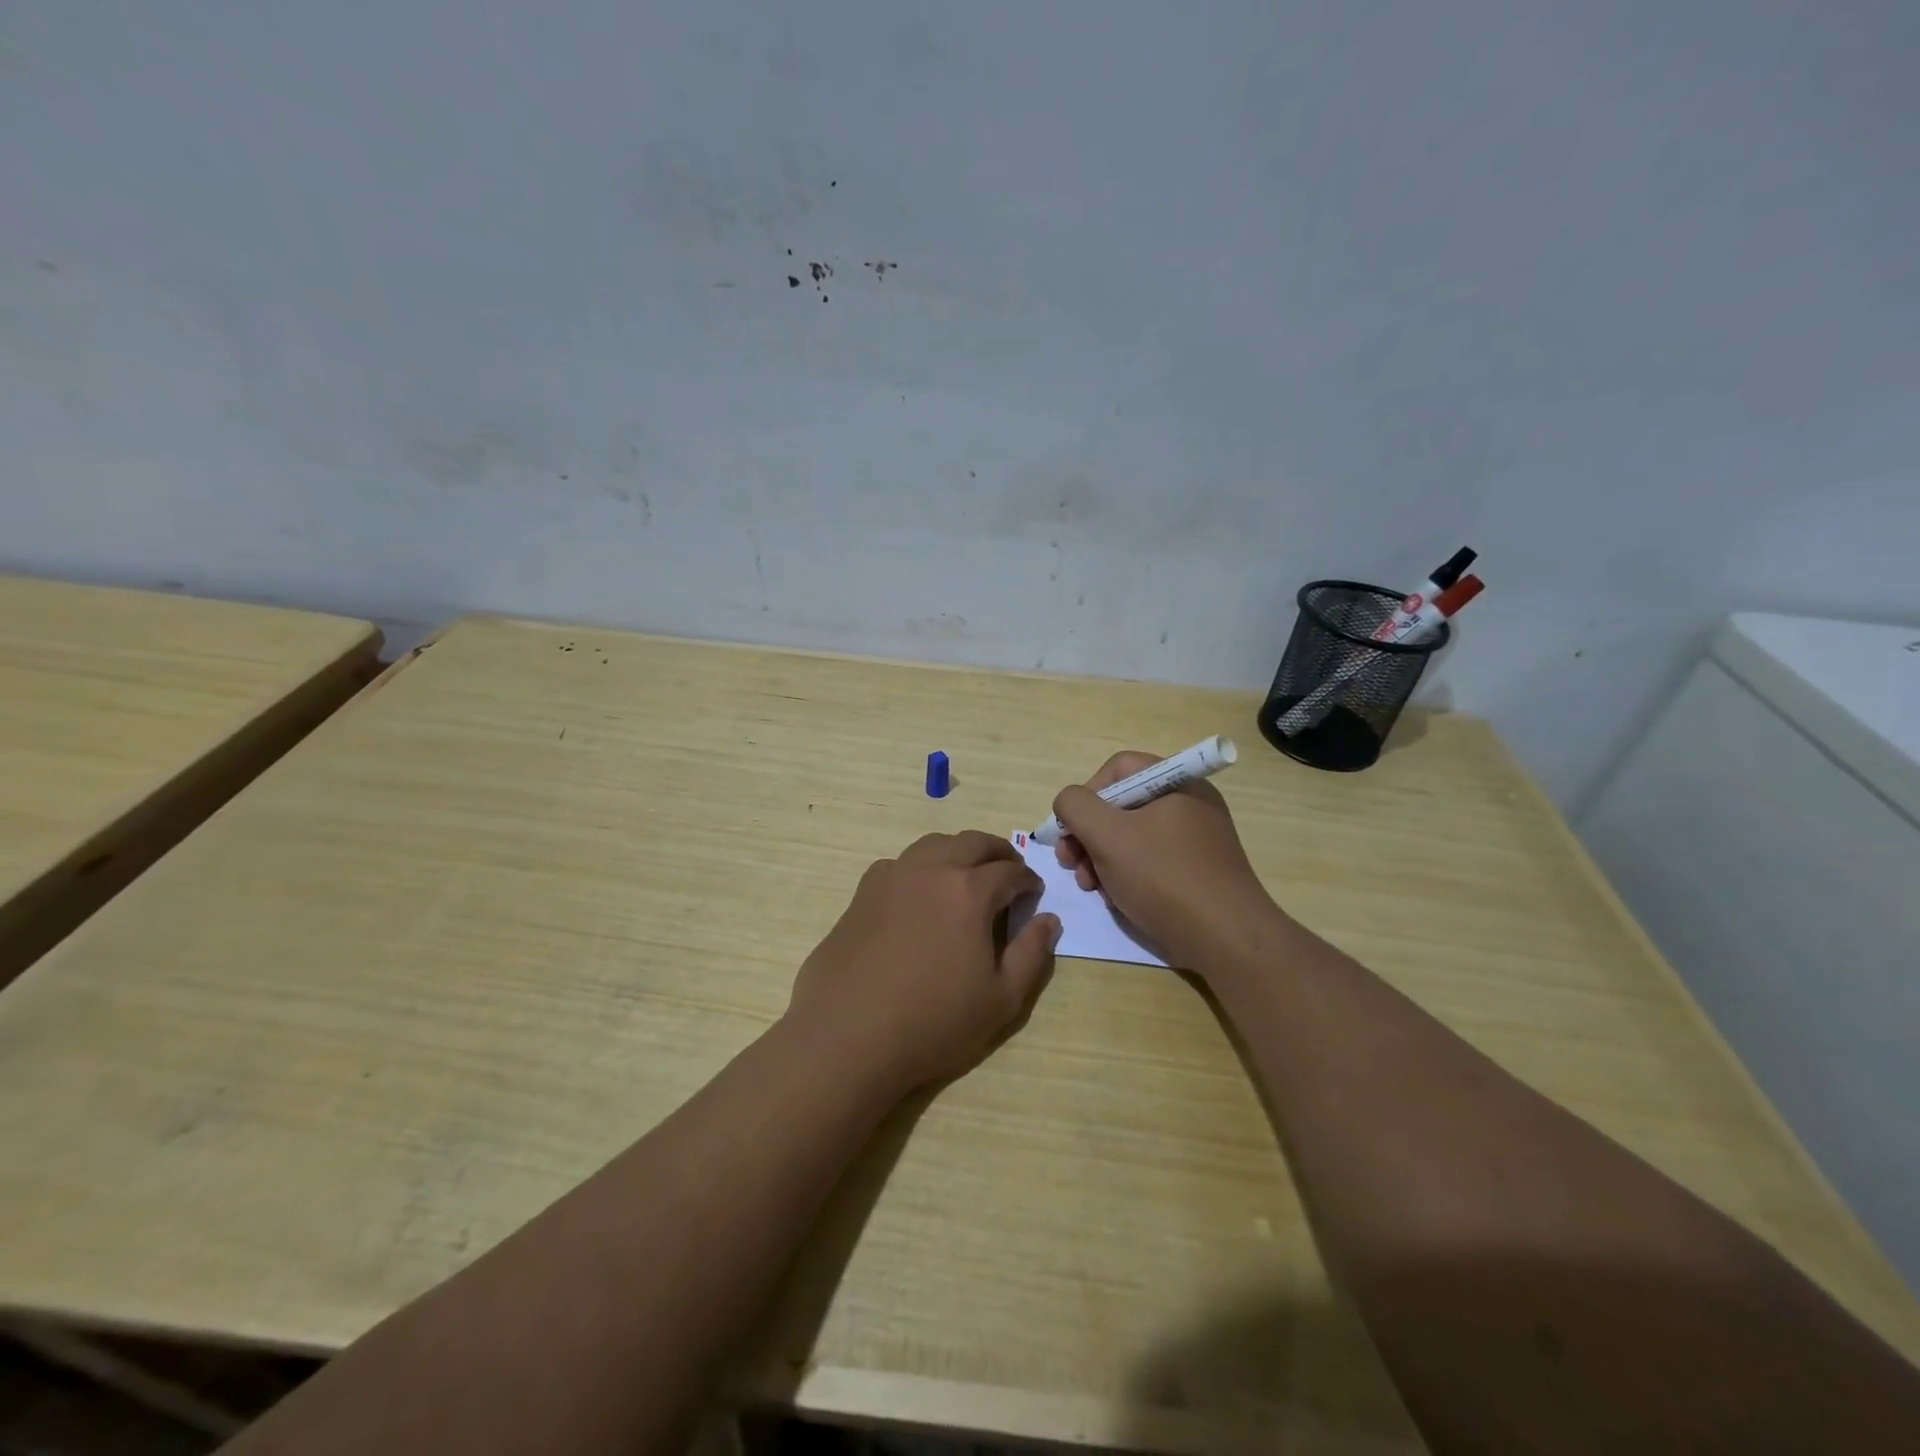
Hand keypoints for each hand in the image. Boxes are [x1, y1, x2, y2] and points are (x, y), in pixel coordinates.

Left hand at [788, 830, 1060, 1094]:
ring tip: (967, 877)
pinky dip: (922, 867)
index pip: (1010, 871)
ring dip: (959, 852)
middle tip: (1008, 873)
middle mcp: (931, 869)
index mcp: (969, 890)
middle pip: (972, 842)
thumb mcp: (1002, 1000)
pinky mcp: (863, 892)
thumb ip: (1032, 954)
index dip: (1028, 880)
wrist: (848, 1036)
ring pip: (934, 844)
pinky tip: (920, 895)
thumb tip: (1048, 919)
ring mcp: (892, 876)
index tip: (1033, 894)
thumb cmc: (933, 1022)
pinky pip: (901, 864)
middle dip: (998, 853)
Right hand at [1052, 751, 1276, 967]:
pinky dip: (1126, 874)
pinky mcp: (1196, 871)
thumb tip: (1069, 803)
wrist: (1225, 940)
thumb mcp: (1107, 835)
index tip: (1071, 829)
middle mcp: (1189, 803)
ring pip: (1131, 836)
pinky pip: (1150, 860)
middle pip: (1121, 804)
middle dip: (1088, 834)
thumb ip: (1076, 806)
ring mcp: (1195, 839)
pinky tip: (1115, 898)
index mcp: (1177, 782)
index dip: (1087, 794)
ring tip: (1090, 886)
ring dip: (1100, 858)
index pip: (1118, 769)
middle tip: (1070, 863)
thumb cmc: (1164, 877)